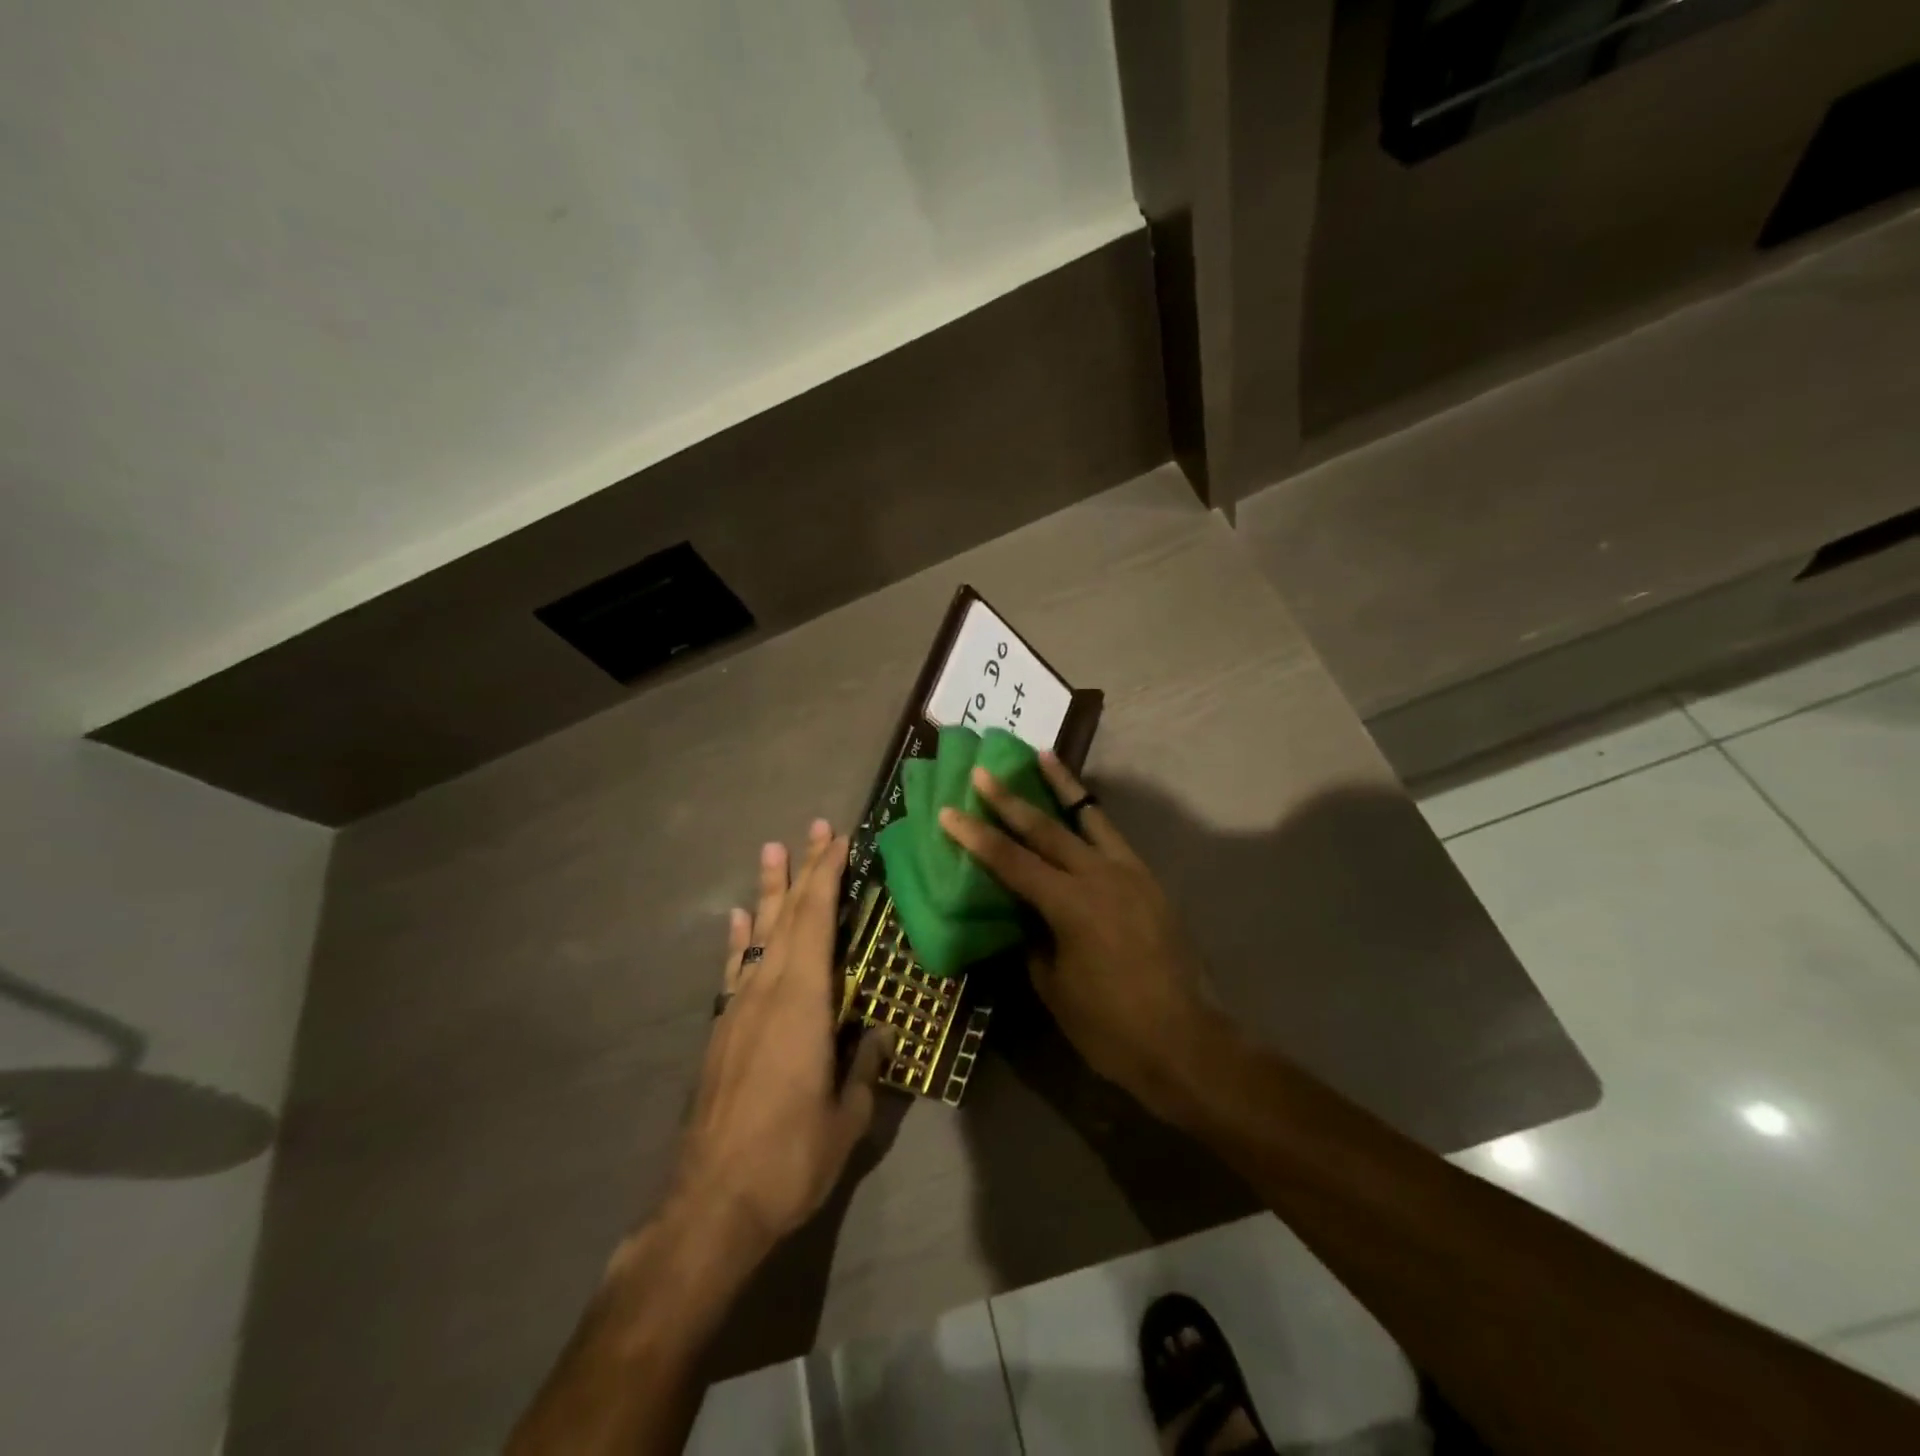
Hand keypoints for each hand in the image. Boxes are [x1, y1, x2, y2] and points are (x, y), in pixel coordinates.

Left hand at [671, 820, 890, 1254]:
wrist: (710, 1206)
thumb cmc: (788, 1158)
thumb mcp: (846, 1117)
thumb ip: (864, 1067)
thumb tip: (876, 1033)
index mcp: (802, 1002)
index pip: (817, 921)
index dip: (828, 876)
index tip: (839, 840)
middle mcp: (767, 991)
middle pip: (789, 916)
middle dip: (805, 870)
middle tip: (815, 828)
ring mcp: (738, 1008)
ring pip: (760, 935)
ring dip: (771, 891)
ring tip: (773, 851)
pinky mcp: (722, 1030)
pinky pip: (735, 968)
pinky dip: (741, 938)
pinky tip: (742, 919)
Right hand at [938, 754, 1225, 1119]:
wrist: (1186, 1043)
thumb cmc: (1111, 1027)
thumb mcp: (1054, 988)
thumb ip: (1034, 941)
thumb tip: (1024, 915)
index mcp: (1070, 905)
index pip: (1012, 862)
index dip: (977, 837)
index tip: (949, 811)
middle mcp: (1100, 877)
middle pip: (1046, 829)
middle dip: (1010, 799)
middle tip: (983, 772)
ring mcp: (1130, 874)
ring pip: (1089, 817)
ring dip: (1061, 786)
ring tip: (1041, 756)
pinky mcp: (1149, 882)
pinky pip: (1113, 838)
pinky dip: (1091, 816)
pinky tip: (1080, 808)